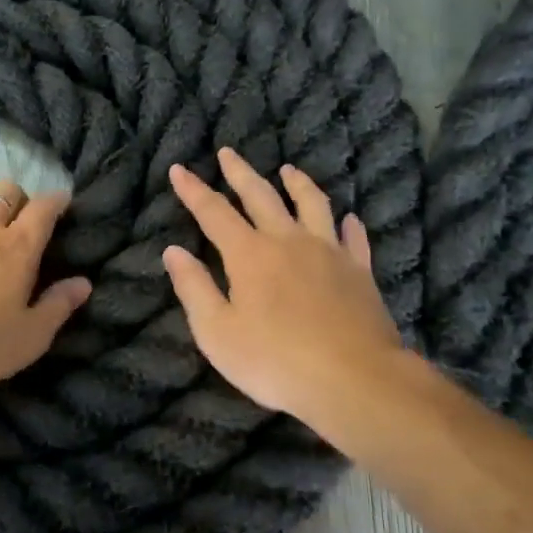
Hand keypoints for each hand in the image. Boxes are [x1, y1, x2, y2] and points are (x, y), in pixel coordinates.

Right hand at [162, 148, 406, 428]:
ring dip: (297, 183)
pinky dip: (348, 225)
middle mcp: (288, 241)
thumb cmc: (276, 361)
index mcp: (249, 254)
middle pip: (261, 196)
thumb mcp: (218, 332)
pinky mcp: (359, 271)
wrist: (354, 379)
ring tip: (288, 170)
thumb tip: (173, 251)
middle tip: (228, 153)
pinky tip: (348, 219)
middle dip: (240, 173)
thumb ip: (194, 288)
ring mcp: (329, 252)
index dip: (194, 190)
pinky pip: (354, 238)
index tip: (179, 169)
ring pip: (312, 204)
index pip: (214, 212)